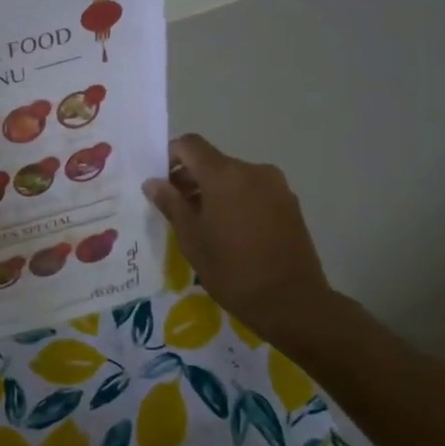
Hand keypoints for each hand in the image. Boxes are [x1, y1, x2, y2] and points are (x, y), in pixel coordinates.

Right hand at [144, 134, 337, 346]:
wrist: (290, 301)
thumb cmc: (231, 269)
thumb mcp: (191, 237)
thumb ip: (170, 203)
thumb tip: (153, 182)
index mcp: (224, 174)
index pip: (190, 144)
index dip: (170, 156)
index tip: (160, 183)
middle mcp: (253, 170)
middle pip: (213, 161)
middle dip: (191, 178)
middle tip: (176, 209)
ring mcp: (276, 186)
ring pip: (235, 177)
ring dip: (215, 191)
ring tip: (204, 224)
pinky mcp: (290, 204)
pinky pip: (254, 191)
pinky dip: (237, 201)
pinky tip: (231, 232)